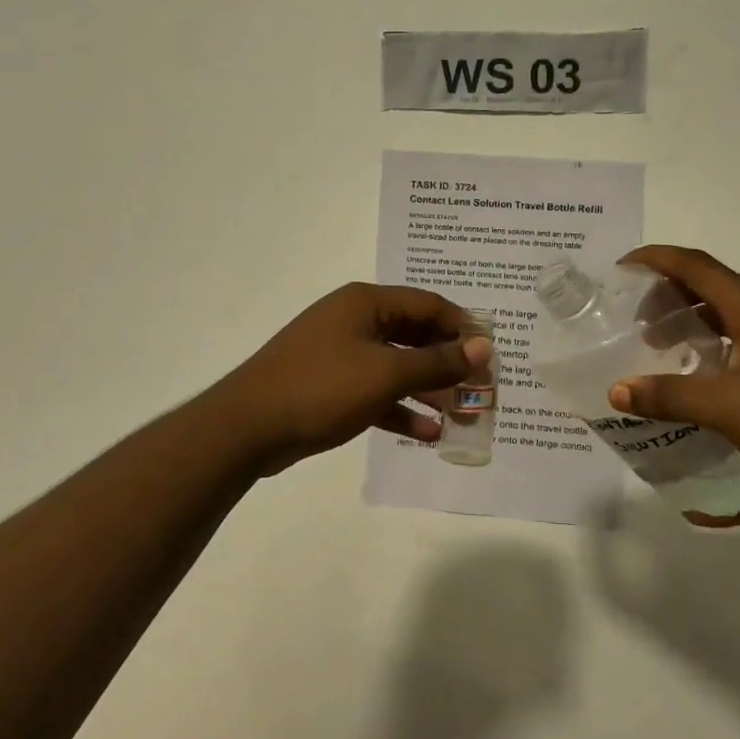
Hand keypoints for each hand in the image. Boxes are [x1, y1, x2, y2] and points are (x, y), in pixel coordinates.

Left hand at [210, 282, 492, 474]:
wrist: (248, 426)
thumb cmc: (322, 387)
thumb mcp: (385, 374)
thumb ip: (437, 361)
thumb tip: (483, 346)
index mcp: (366, 303)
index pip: (428, 305)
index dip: (463, 328)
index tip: (491, 356)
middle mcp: (355, 321)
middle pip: (415, 336)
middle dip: (448, 364)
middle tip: (480, 391)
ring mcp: (340, 353)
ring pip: (397, 367)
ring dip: (429, 390)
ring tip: (462, 417)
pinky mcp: (331, 385)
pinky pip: (376, 392)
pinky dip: (400, 409)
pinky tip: (427, 434)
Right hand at [608, 246, 739, 511]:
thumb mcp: (726, 409)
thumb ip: (668, 396)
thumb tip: (616, 390)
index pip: (697, 266)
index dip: (657, 259)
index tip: (622, 267)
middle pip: (712, 286)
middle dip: (669, 293)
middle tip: (636, 319)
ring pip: (729, 314)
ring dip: (691, 321)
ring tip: (661, 346)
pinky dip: (712, 344)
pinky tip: (701, 374)